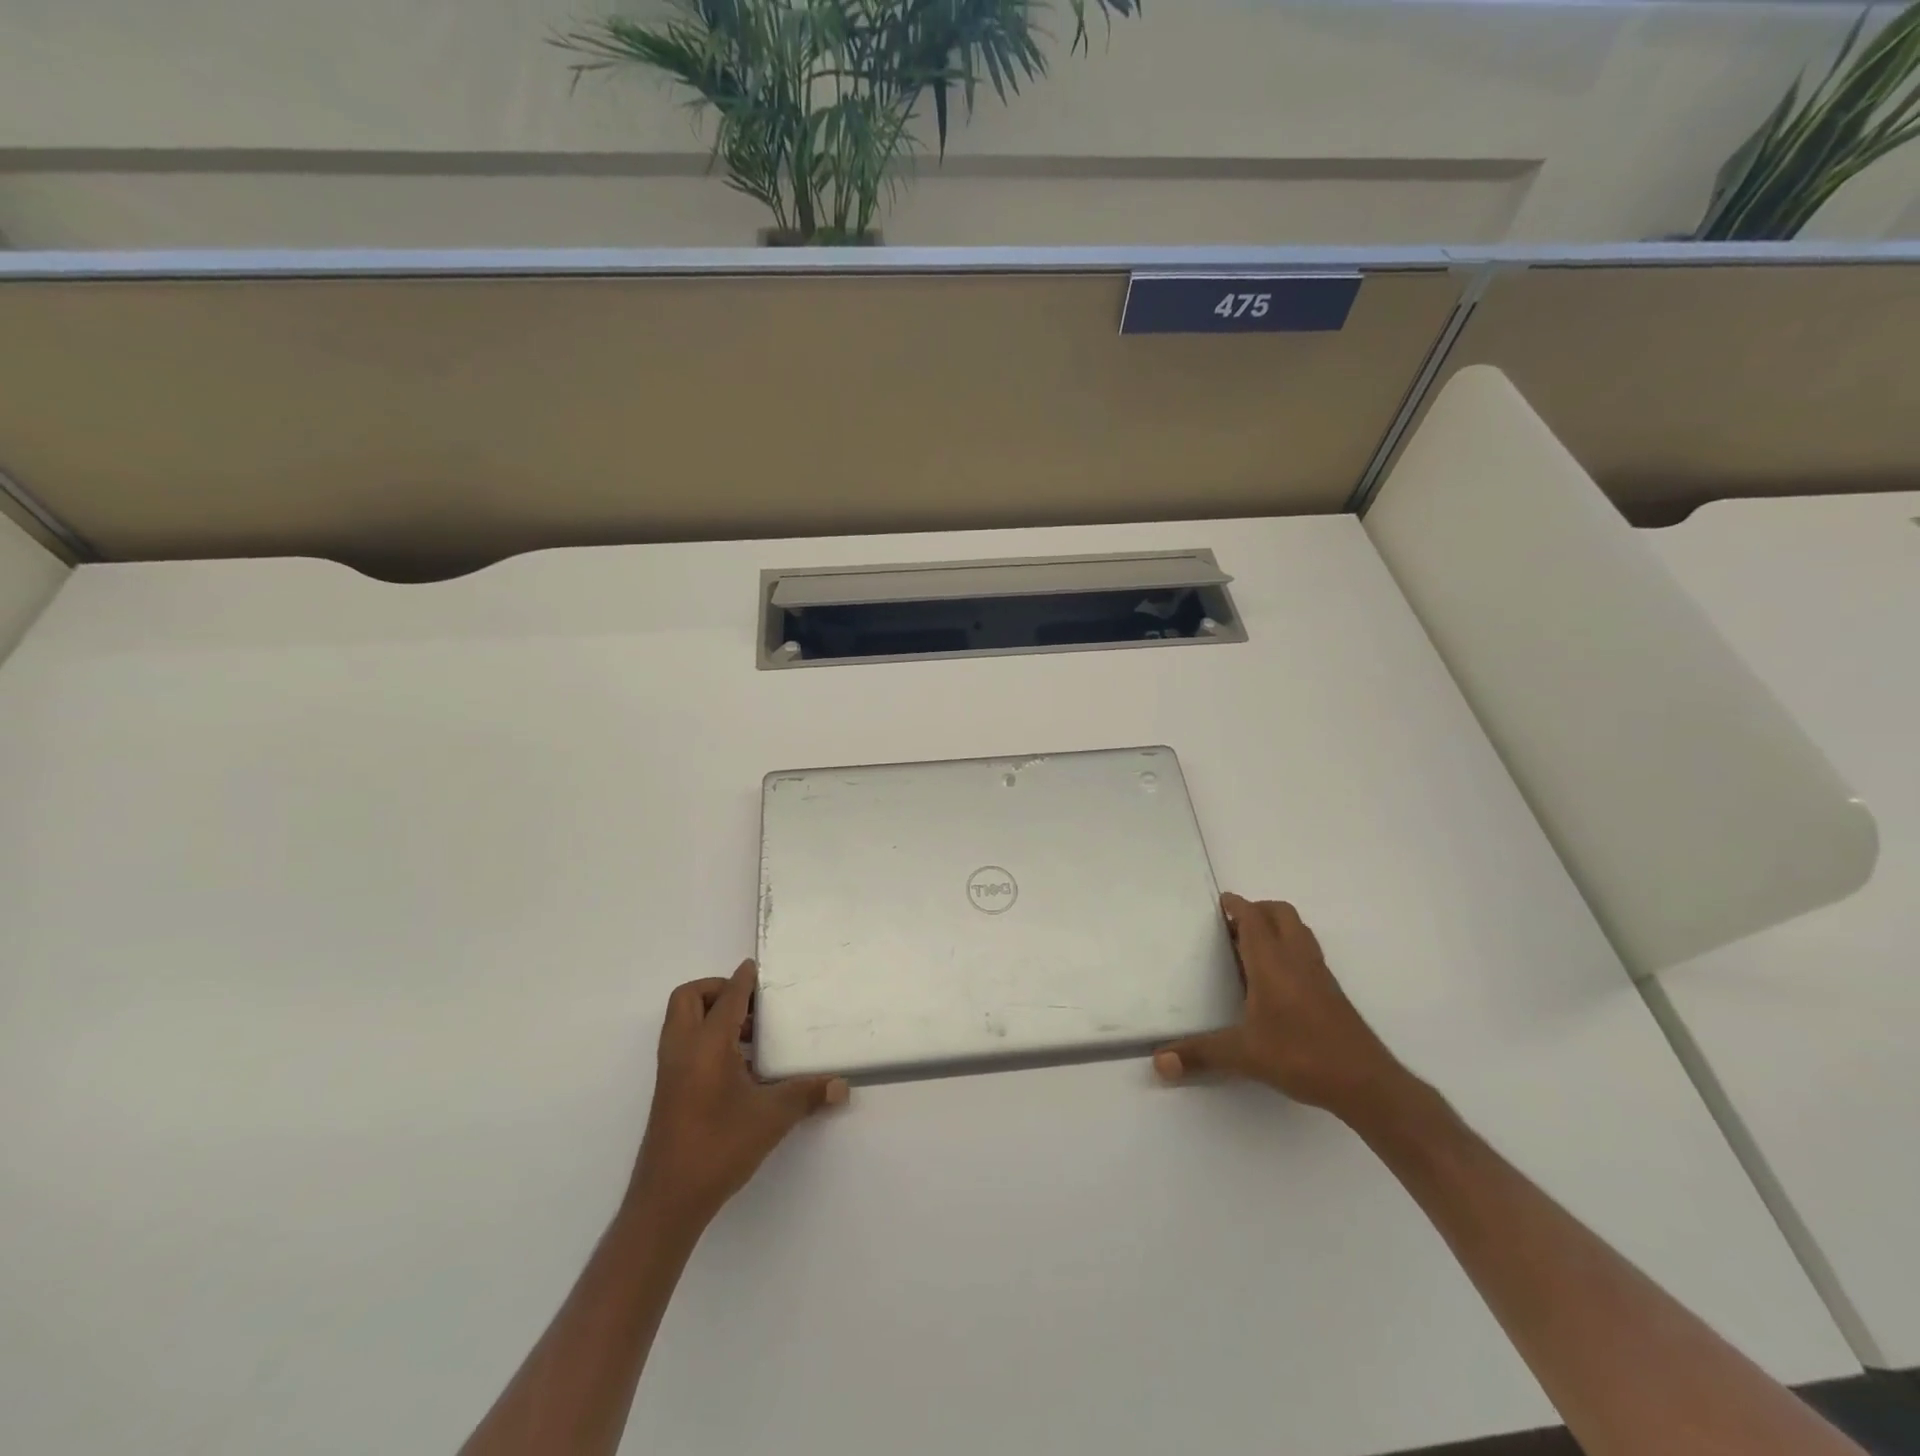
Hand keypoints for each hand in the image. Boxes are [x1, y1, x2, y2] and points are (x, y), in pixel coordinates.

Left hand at [628, 959, 848, 1234]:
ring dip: (711, 1015)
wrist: (668, 1200)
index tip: (756, 968)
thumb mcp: (771, 1117)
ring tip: (750, 1035)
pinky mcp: (668, 1091)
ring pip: (682, 1021)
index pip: (726, 997)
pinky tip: (738, 1066)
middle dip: (717, 990)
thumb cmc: (719, 1147)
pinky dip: (705, 1038)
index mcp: (706, 1045)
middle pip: (689, 998)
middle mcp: (683, 1049)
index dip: (743, 980)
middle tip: (750, 1005)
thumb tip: (843, 1086)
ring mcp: (671, 1071)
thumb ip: (807, 1094)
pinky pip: (684, 1044)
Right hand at [1154, 894, 1407, 1119]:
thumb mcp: (1244, 1055)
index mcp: (1273, 962)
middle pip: (1281, 914)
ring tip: (1250, 947)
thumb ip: (1200, 1054)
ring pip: (1298, 932)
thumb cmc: (1301, 1056)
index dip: (1236, 905)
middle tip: (1233, 924)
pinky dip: (1289, 949)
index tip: (1220, 901)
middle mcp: (1297, 959)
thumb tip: (1158, 1062)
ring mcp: (1319, 975)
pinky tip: (1275, 980)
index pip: (1254, 918)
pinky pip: (1307, 953)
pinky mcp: (1332, 992)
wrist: (1365, 1083)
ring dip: (1276, 927)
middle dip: (1257, 910)